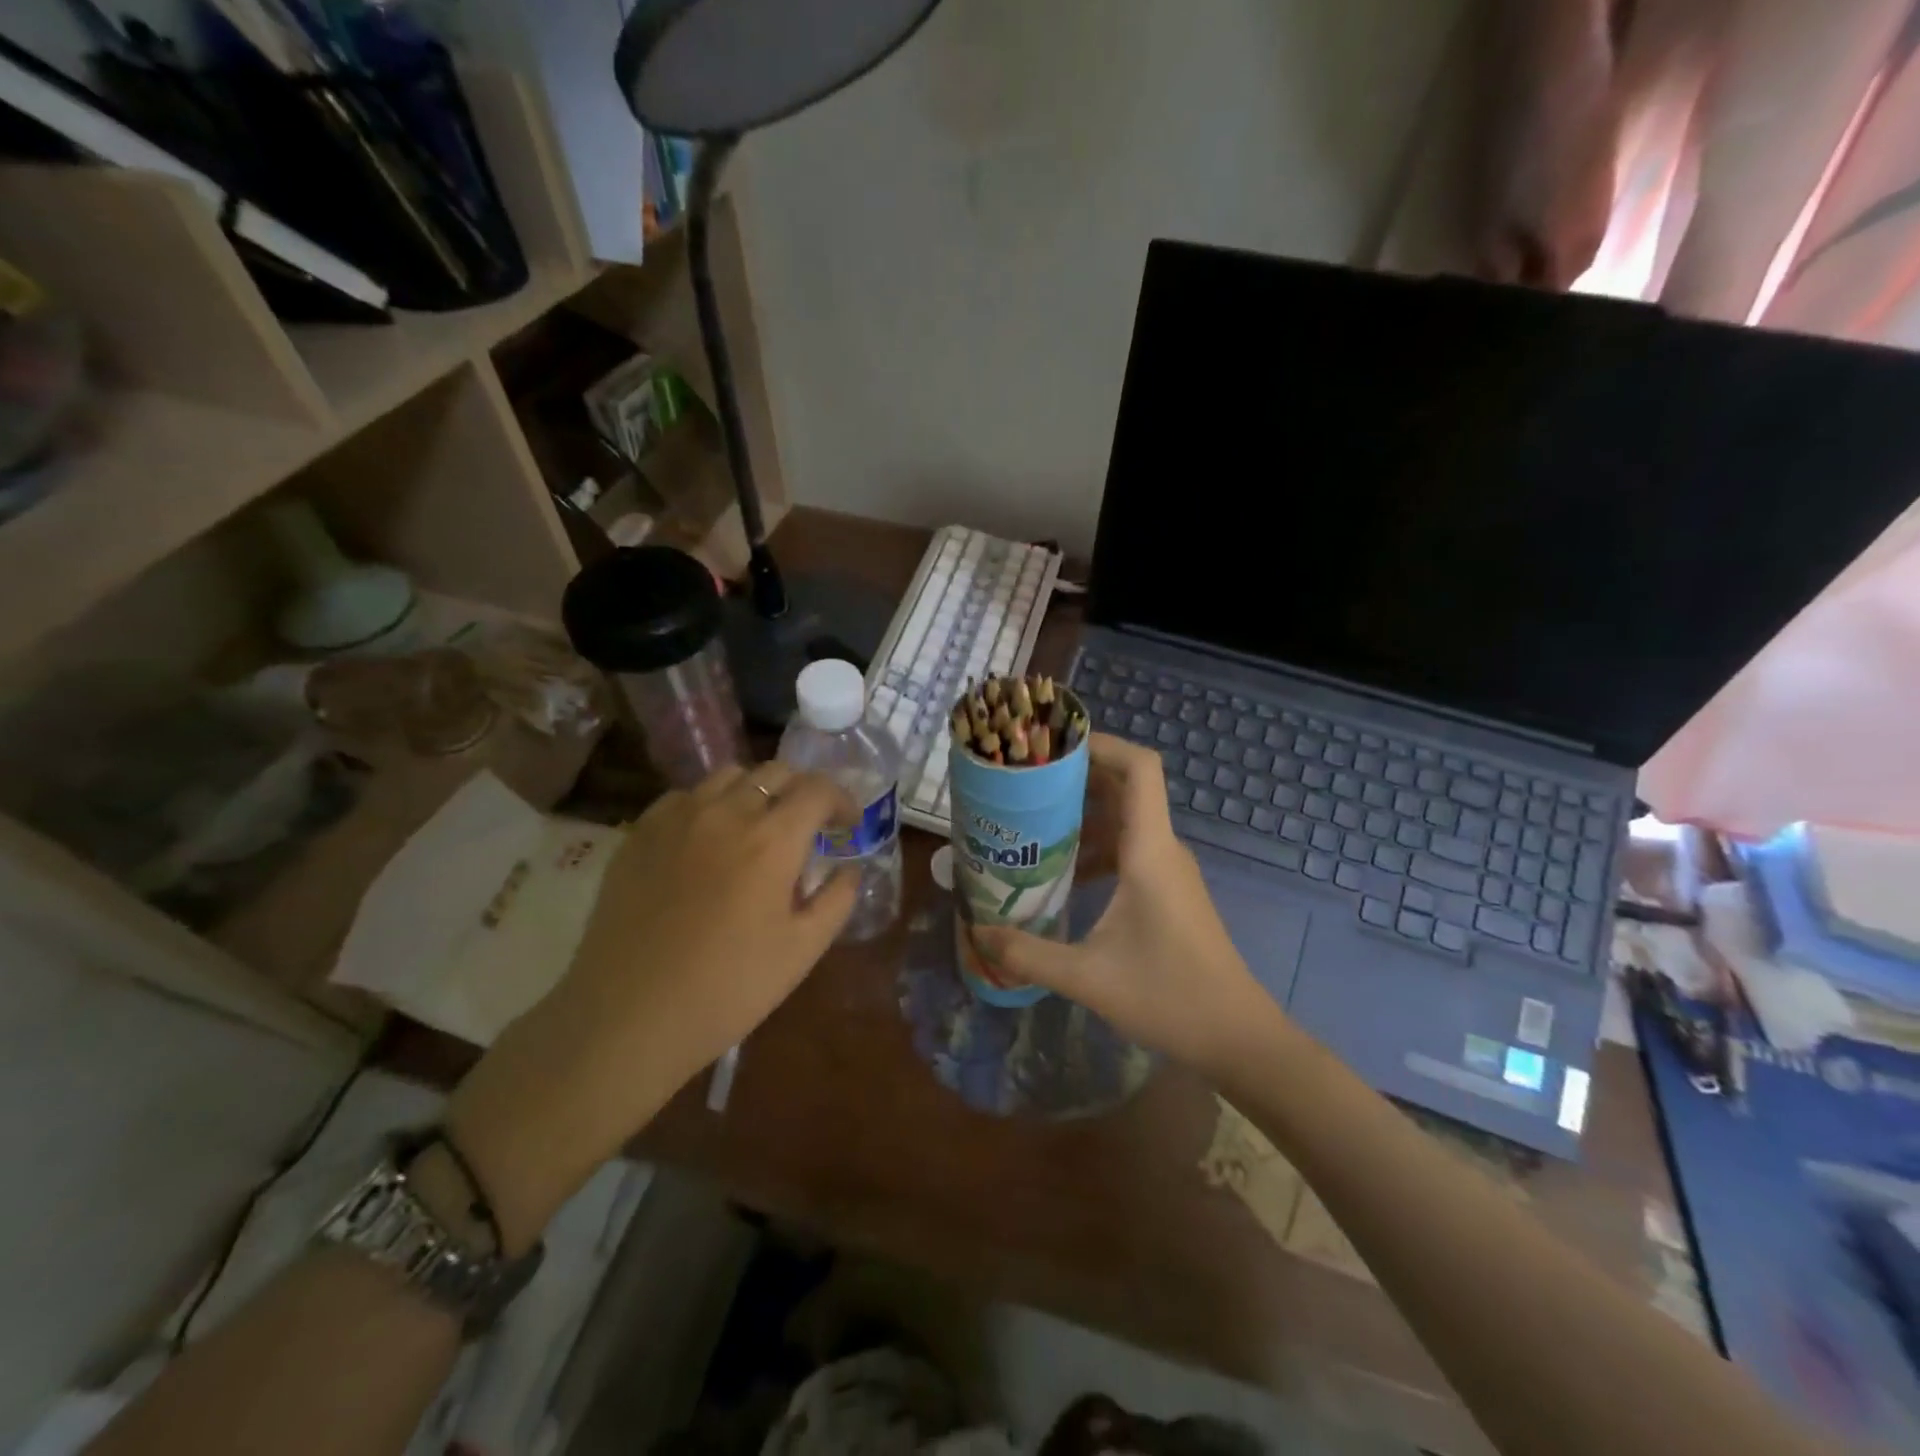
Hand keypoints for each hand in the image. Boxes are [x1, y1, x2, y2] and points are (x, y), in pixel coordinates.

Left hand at [447, 763, 856, 1251]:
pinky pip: (684, 797)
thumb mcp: (803, 950)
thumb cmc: (728, 988)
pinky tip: (707, 842)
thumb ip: (838, 899)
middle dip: (802, 791)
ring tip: (757, 828)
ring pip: (728, 777)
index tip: (847, 825)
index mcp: (772, 840)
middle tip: (807, 827)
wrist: (628, 1017)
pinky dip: (709, 805)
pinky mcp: (639, 834)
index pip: (818, 788)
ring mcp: (676, 818)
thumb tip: (850, 868)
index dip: (842, 799)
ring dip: (756, 792)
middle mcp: (726, 812)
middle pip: (775, 772)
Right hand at [973, 735, 1281, 1073]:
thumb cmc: (1168, 997)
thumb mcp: (1087, 977)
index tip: (1052, 746)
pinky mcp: (1167, 889)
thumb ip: (1028, 953)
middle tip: (1024, 782)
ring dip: (1082, 814)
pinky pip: (1128, 848)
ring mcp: (1167, 869)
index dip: (1101, 744)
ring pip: (1124, 819)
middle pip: (1124, 786)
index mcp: (1149, 850)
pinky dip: (1095, 847)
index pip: (1138, 768)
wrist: (1235, 1036)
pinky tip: (1062, 873)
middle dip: (1075, 777)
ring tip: (1032, 822)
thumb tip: (977, 934)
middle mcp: (1161, 848)